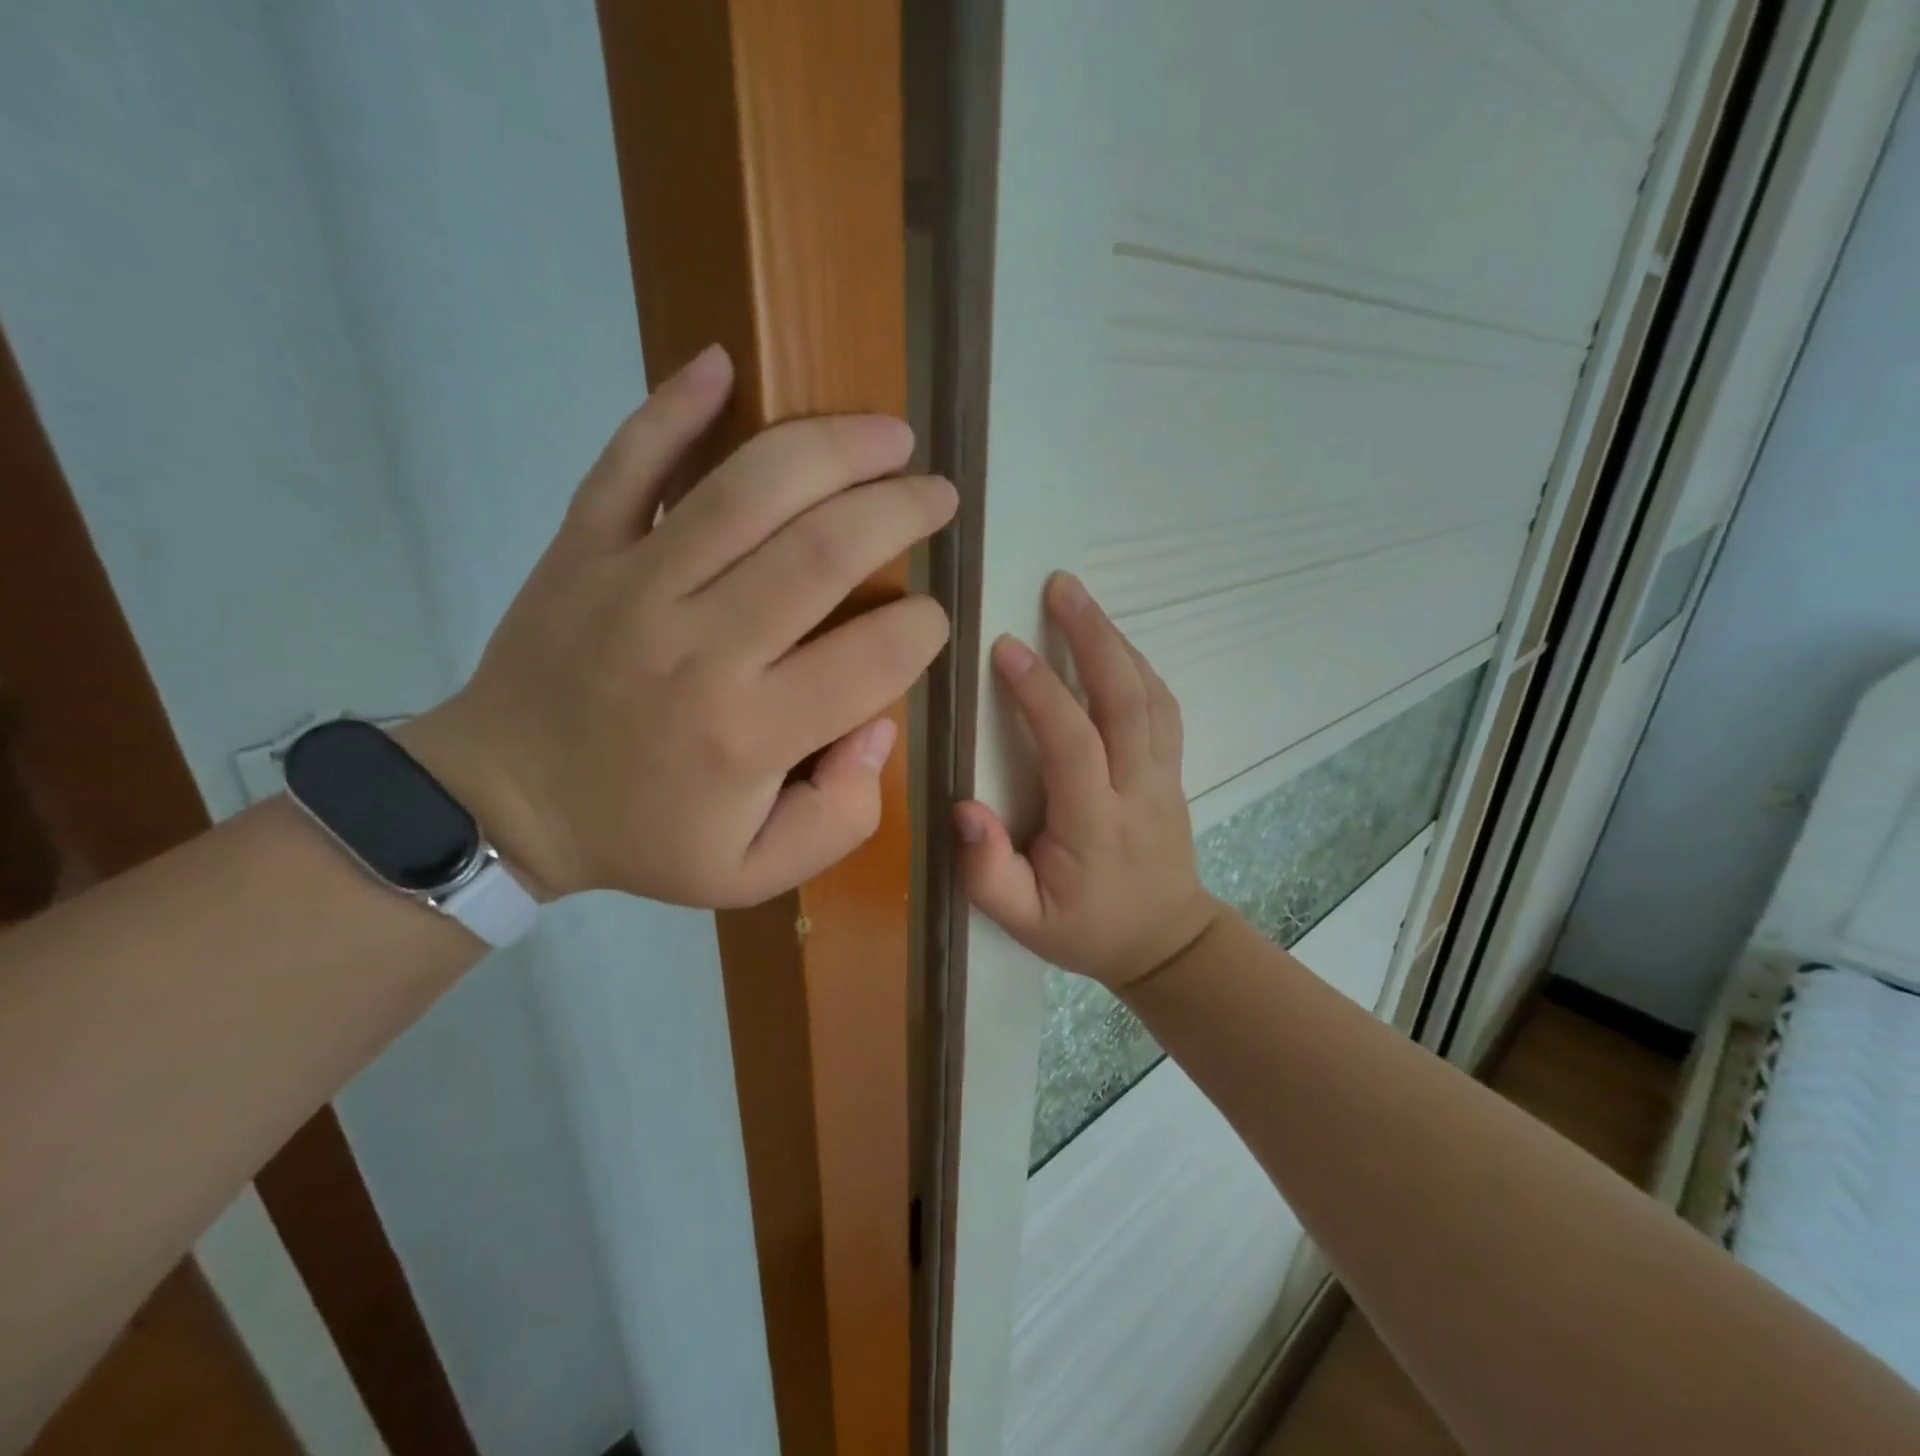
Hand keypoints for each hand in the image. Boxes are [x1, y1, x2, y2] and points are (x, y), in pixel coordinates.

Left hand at [405, 345, 955, 907]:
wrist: (505, 802)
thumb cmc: (643, 837)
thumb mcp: (754, 871)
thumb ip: (839, 816)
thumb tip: (879, 724)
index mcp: (749, 732)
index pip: (875, 657)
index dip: (924, 629)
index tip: (929, 619)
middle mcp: (701, 646)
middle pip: (824, 549)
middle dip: (902, 510)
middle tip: (937, 495)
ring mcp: (634, 583)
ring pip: (747, 489)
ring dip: (832, 447)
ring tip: (887, 434)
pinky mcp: (582, 547)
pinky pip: (628, 460)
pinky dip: (674, 404)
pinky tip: (723, 363)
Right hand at [955, 573, 1222, 988]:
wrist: (1165, 942)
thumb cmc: (1084, 929)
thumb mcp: (1022, 922)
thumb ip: (987, 871)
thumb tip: (963, 808)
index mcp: (1094, 823)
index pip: (1071, 744)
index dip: (1040, 692)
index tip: (1004, 647)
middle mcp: (1137, 789)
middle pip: (1126, 700)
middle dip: (1093, 637)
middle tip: (1060, 586)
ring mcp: (1163, 776)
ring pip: (1150, 696)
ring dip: (1117, 641)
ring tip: (1080, 600)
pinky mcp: (1172, 770)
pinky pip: (1163, 707)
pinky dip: (1138, 665)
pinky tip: (1113, 643)